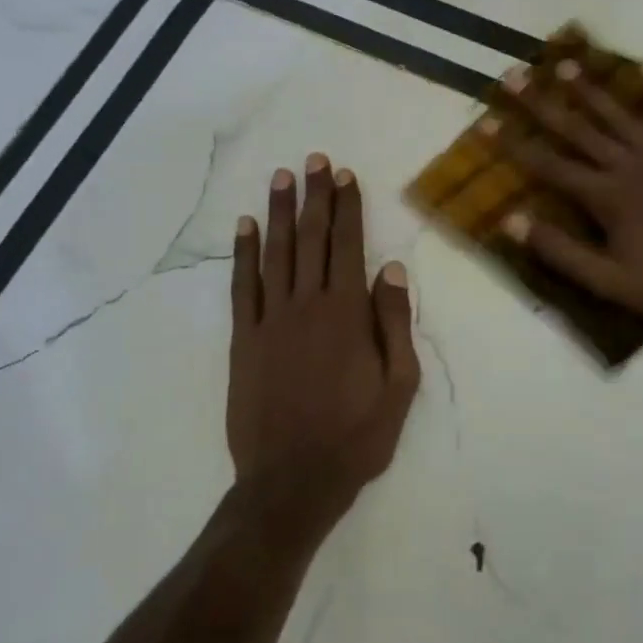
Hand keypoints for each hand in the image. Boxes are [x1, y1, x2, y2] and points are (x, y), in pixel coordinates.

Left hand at [226, 155, 420, 533]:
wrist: (292, 481)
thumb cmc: (357, 436)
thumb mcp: (399, 385)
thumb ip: (394, 323)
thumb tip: (391, 270)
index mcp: (347, 314)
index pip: (348, 246)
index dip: (347, 208)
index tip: (346, 176)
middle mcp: (307, 305)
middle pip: (310, 239)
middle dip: (314, 197)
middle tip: (315, 161)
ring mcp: (270, 321)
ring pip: (275, 254)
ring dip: (278, 213)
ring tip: (281, 178)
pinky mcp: (244, 340)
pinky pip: (243, 287)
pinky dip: (243, 254)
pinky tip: (245, 228)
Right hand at [501, 66, 642, 322]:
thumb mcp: (611, 282)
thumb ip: (561, 252)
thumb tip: (512, 222)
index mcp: (607, 197)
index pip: (550, 166)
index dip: (515, 144)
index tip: (486, 122)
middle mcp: (631, 166)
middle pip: (579, 130)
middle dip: (543, 104)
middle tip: (515, 75)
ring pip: (621, 116)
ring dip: (592, 91)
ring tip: (567, 65)